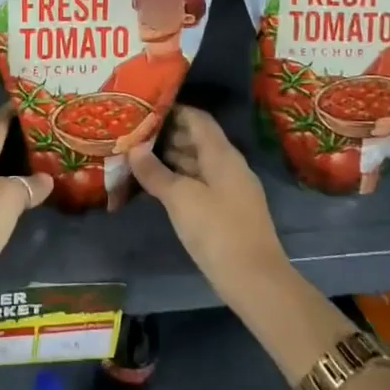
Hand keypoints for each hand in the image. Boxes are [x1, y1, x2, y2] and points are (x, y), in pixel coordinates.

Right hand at [129, 106, 289, 303]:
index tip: (144, 110)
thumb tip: (133, 148)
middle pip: (197, 139)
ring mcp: (231, 188)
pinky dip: (180, 179)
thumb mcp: (180, 198)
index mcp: (222, 154)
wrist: (255, 280)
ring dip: (172, 158)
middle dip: (167, 135)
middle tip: (134, 134)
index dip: (173, 110)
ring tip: (139, 157)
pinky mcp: (228, 210)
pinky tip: (158, 186)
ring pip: (198, 162)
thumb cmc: (217, 230)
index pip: (197, 118)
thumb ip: (155, 171)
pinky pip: (201, 182)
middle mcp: (229, 165)